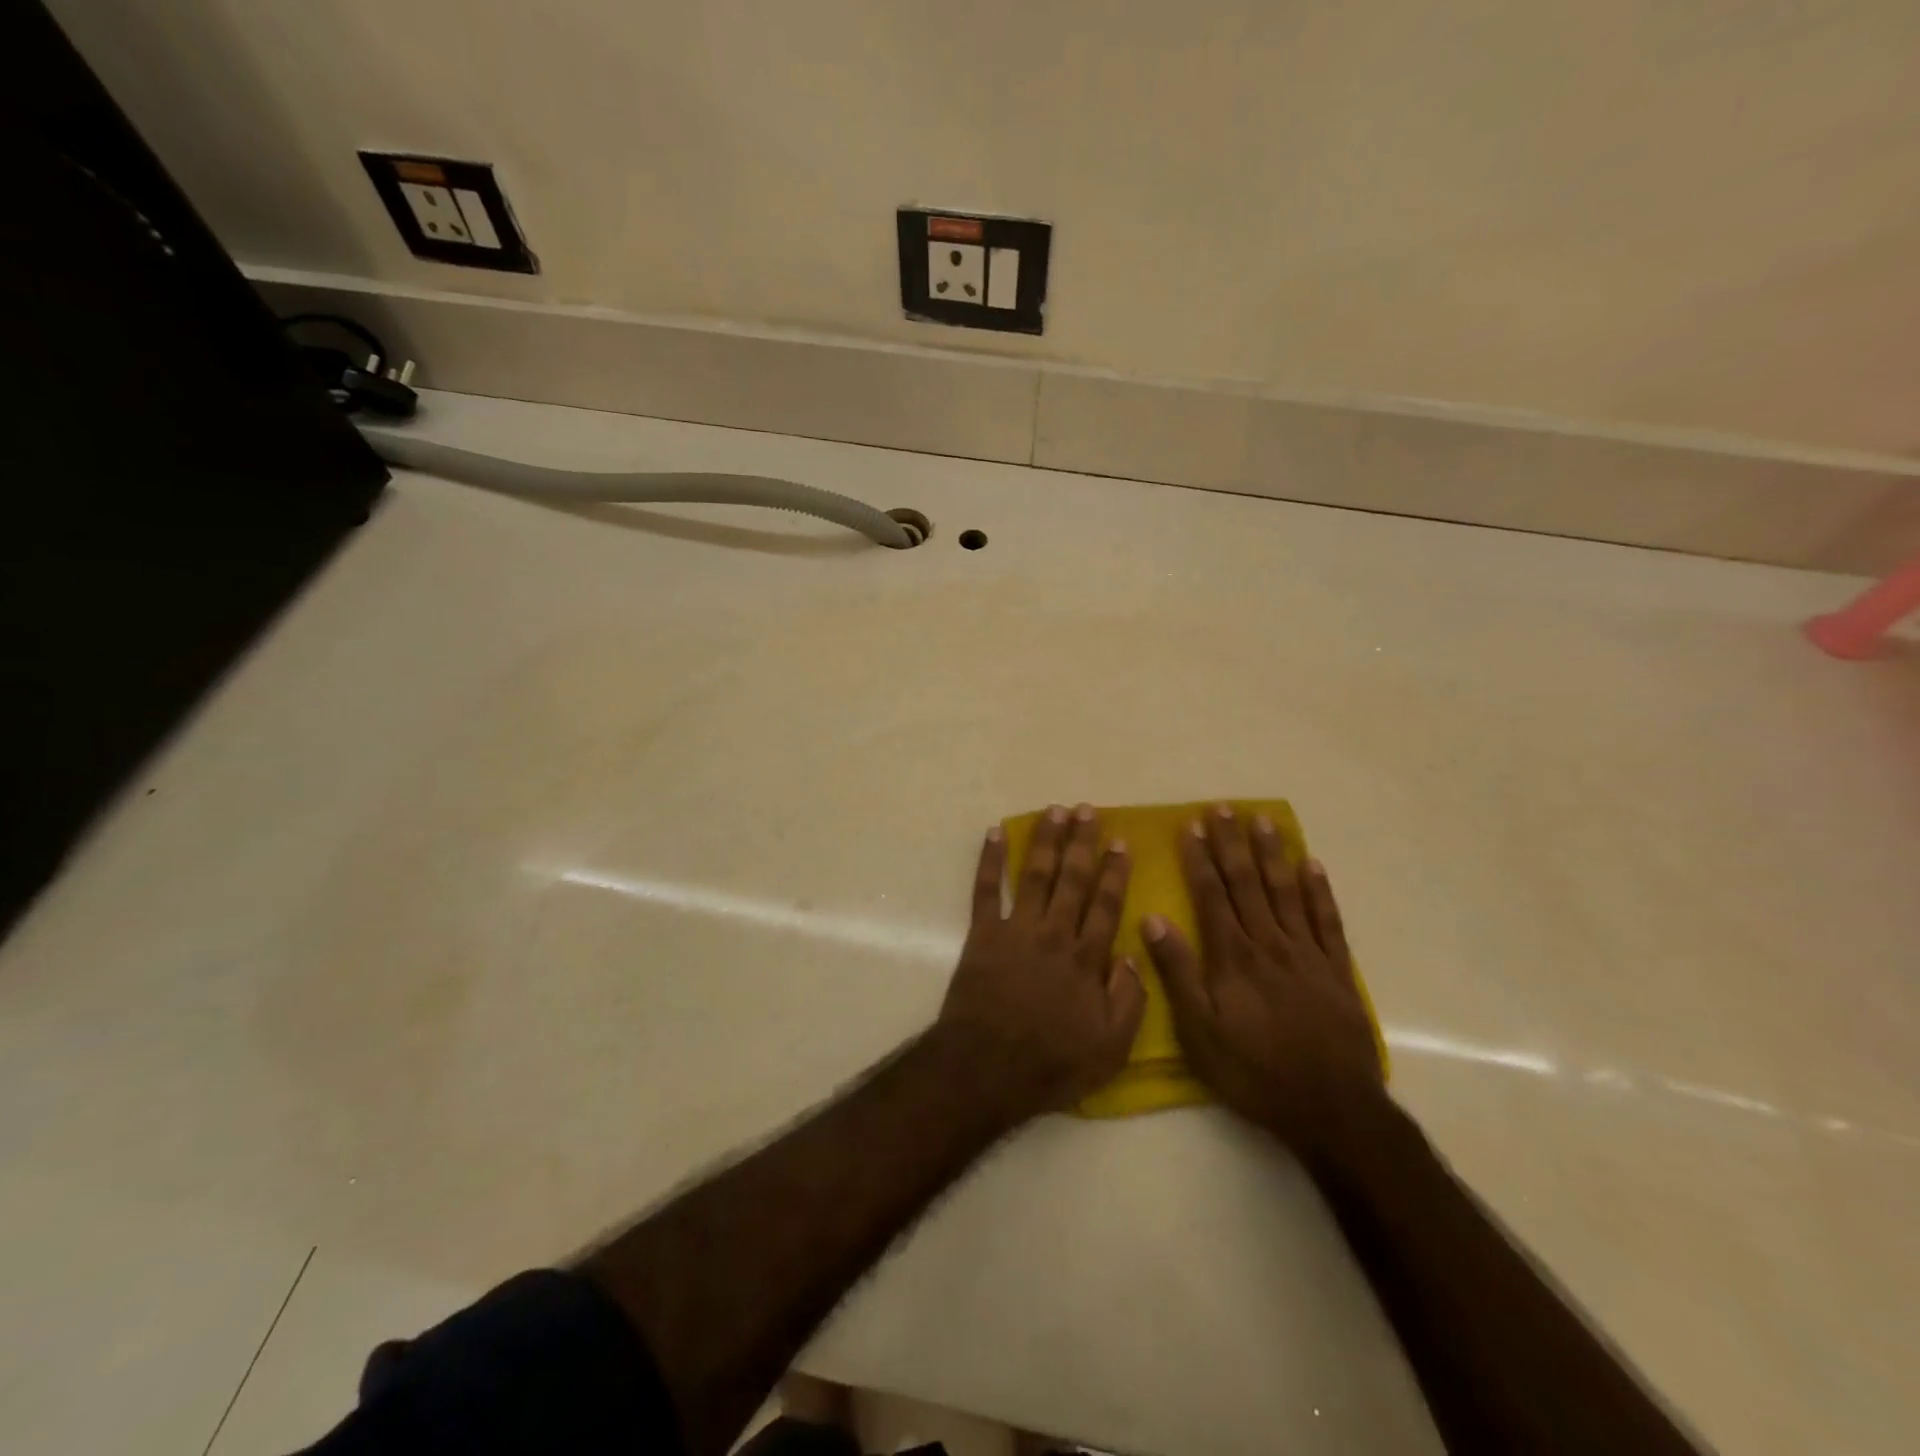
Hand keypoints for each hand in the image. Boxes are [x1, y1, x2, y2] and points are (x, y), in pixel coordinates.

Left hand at [937, 804, 1145, 1122]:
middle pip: (1073, 880)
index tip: (1120, 842)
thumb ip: (1129, 1000)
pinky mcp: (983, 934)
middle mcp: (1055, 934)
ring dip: (1046, 841)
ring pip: (1036, 875)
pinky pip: (986, 889)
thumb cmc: (1052, 1063)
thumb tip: (1134, 956)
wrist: (987, 1068)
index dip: (1115, 872)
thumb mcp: (1110, 1048)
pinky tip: (996, 833)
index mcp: (1087, 959)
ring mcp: (1017, 930)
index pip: (1106, 905)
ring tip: (1055, 811)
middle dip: (1082, 843)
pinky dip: (990, 860)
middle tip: (1087, 810)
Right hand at [1144, 805, 1383, 1159]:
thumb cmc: (1253, 1071)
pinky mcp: (1336, 970)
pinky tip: (1311, 865)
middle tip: (1222, 808)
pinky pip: (1327, 920)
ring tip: (1262, 821)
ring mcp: (1306, 954)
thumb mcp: (1199, 1031)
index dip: (1199, 860)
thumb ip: (1177, 973)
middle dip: (1231, 844)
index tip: (1190, 827)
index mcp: (1232, 956)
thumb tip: (1153, 919)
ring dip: (1272, 854)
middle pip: (1247, 883)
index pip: (1211, 895)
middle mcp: (1268, 943)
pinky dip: (1319, 890)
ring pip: (1285, 892)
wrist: (1331, 1108)